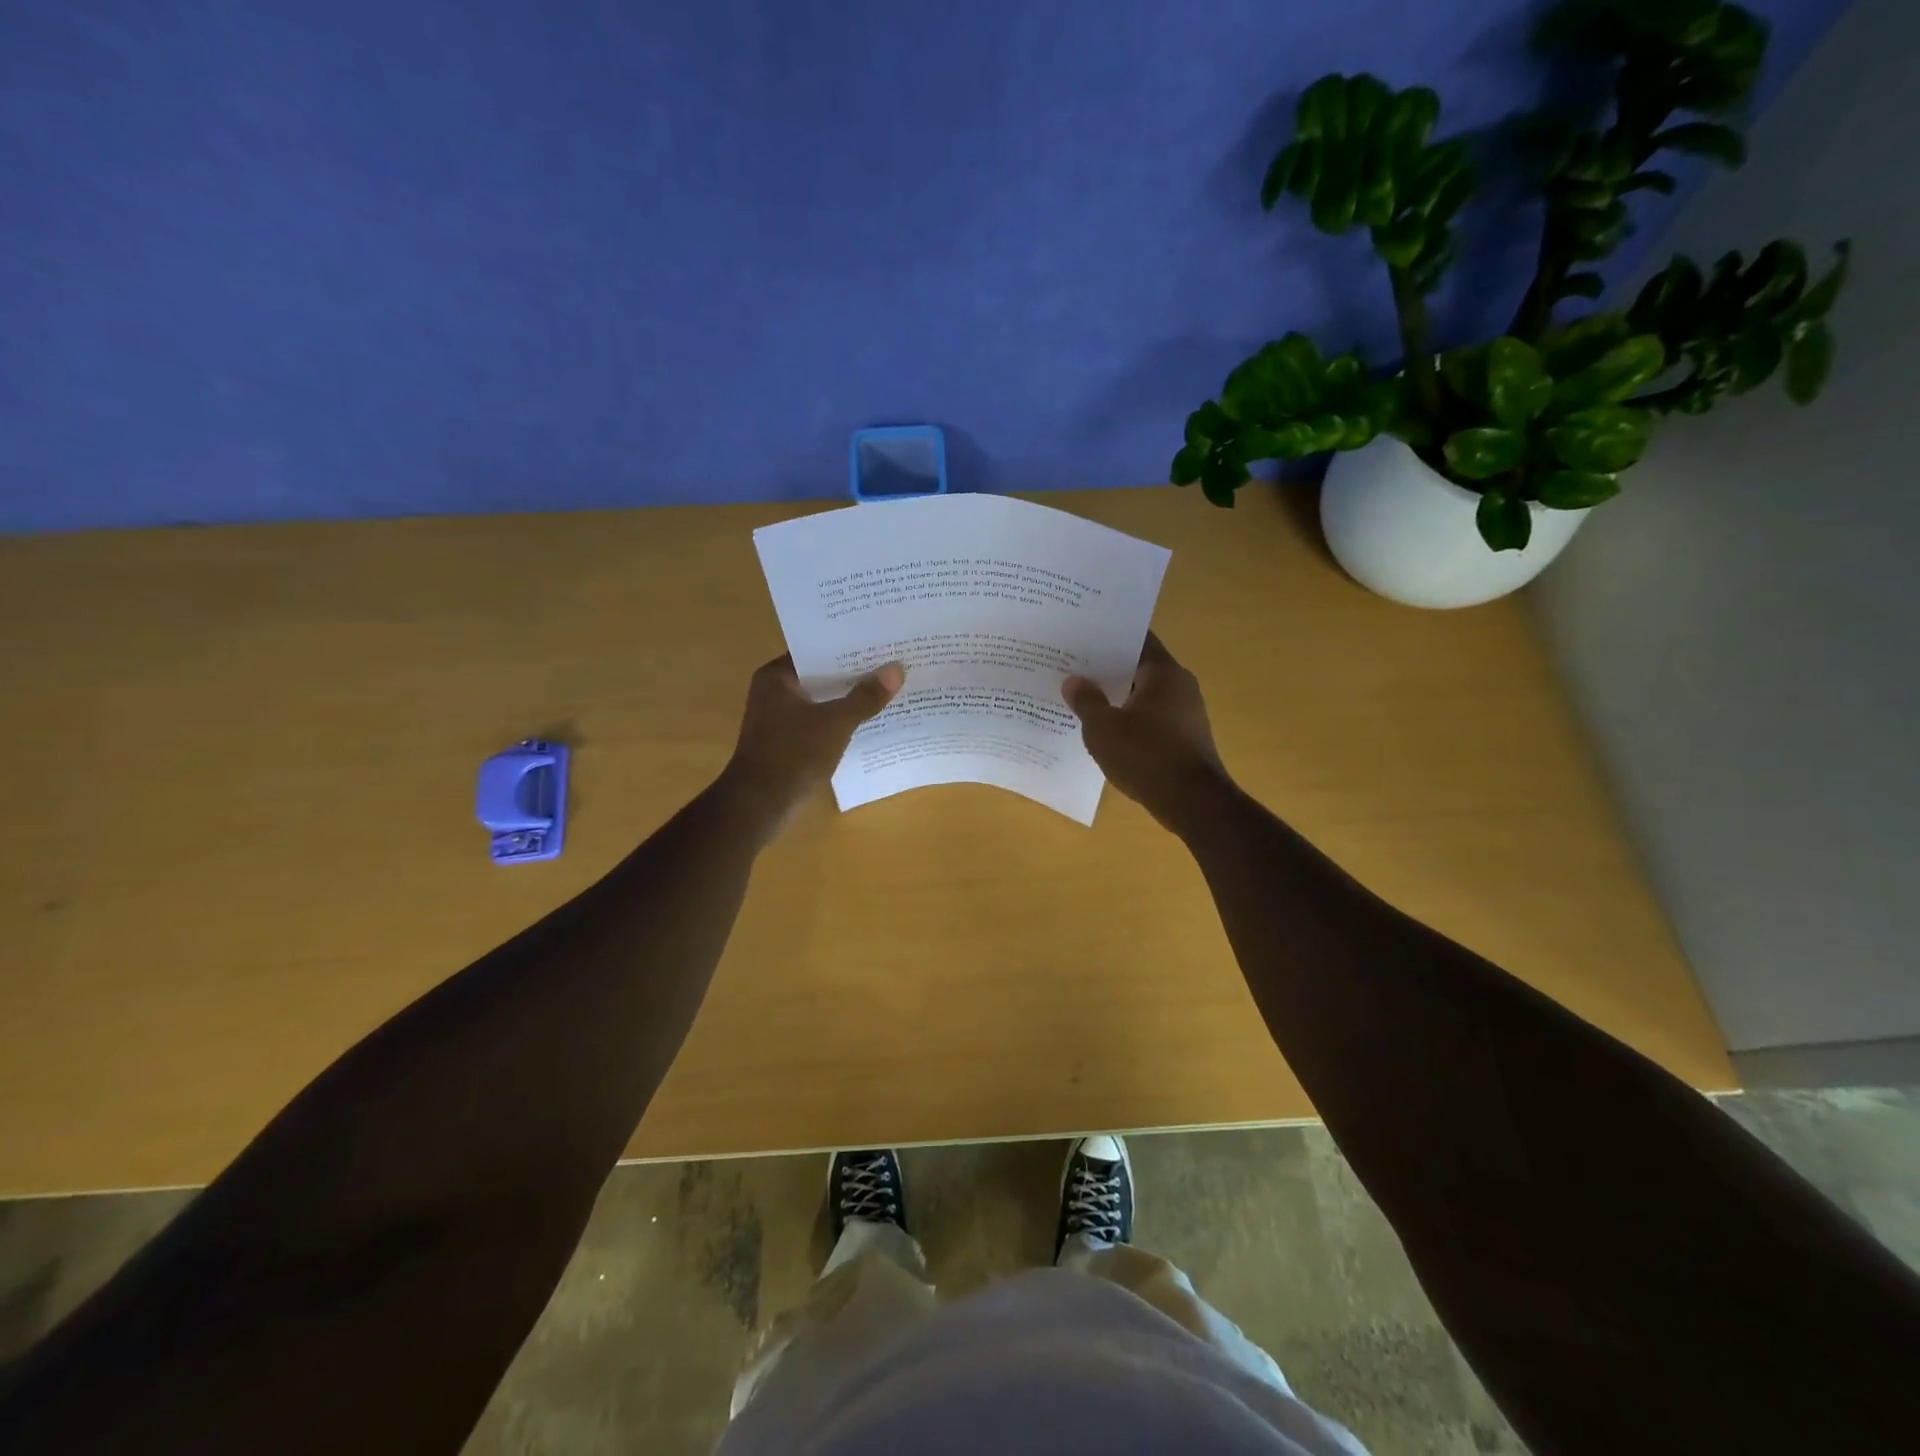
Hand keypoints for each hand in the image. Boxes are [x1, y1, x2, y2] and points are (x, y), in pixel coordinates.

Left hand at [721, 655, 905, 834]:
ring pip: (822, 702)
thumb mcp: (836, 722)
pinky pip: (820, 724)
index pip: (817, 651)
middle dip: (854, 675)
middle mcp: (774, 692)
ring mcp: (779, 720)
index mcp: (777, 677)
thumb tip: (897, 669)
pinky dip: (840, 722)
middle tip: (893, 665)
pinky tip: (870, 723)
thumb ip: (866, 696)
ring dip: (849, 700)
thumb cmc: (793, 754)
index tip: (880, 644)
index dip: (849, 648)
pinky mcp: (787, 743)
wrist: (759, 805)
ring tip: (889, 691)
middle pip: (822, 676)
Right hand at [1063, 633, 1232, 833]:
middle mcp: (1180, 685)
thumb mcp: (1103, 728)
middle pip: (1140, 667)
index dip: (1109, 638)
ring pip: (1145, 695)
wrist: (1193, 802)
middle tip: (1074, 669)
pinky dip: (1131, 720)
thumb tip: (1074, 681)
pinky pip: (1153, 719)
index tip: (1082, 639)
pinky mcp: (1187, 738)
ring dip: (1119, 697)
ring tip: (1084, 700)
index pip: (1136, 639)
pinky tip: (1108, 731)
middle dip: (1108, 669)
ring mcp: (1187, 713)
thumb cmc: (1146, 756)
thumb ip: (1086, 701)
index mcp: (1163, 672)